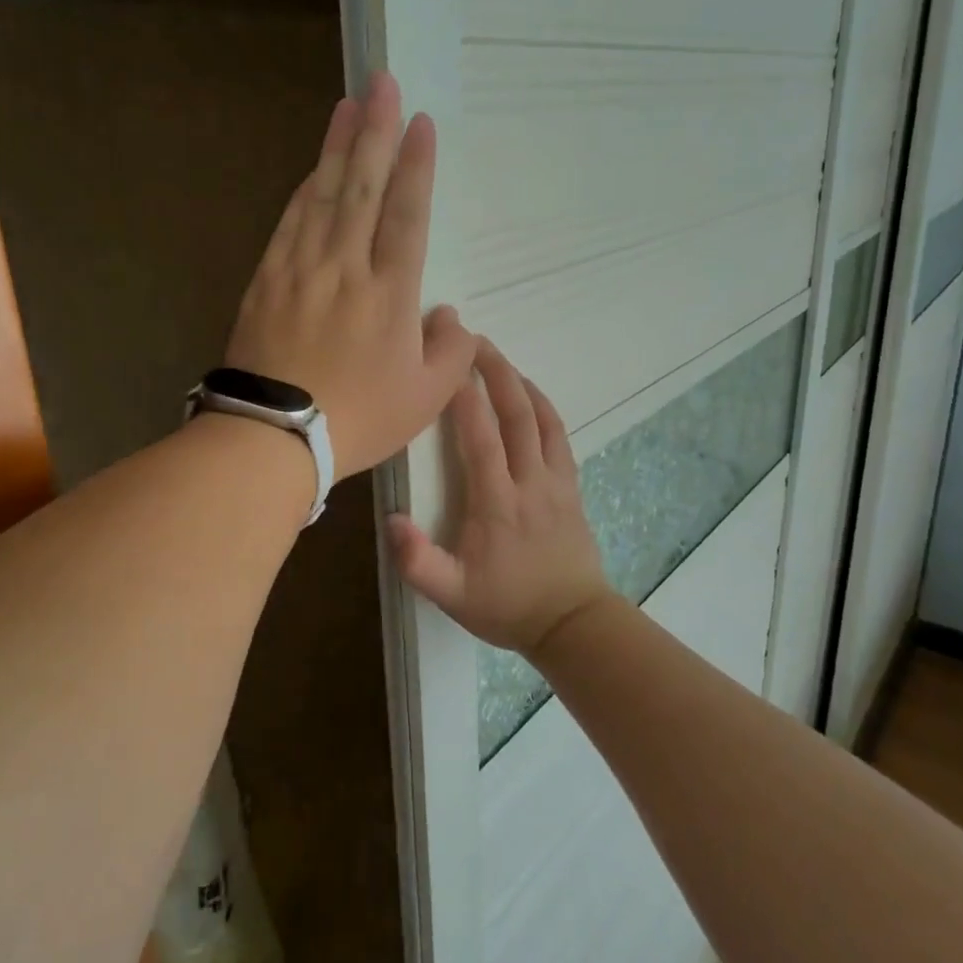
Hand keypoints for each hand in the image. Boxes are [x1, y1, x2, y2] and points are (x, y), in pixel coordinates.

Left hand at [226, 71, 476, 478]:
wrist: (274, 435)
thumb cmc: (359, 419)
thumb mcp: (425, 399)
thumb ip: (451, 354)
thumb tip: (451, 318)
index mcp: (390, 294)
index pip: (408, 215)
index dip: (417, 166)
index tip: (421, 123)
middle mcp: (347, 267)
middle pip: (364, 188)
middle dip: (376, 131)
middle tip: (382, 83)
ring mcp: (302, 269)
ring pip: (325, 195)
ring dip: (339, 147)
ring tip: (349, 105)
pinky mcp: (269, 279)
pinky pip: (291, 222)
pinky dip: (306, 190)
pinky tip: (315, 168)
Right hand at [388, 341, 614, 654]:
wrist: (572, 622)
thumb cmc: (507, 606)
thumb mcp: (452, 595)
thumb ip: (418, 561)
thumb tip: (390, 520)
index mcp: (497, 503)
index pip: (481, 438)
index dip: (464, 397)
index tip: (447, 363)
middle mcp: (529, 482)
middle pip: (516, 415)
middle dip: (495, 372)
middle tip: (474, 339)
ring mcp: (556, 481)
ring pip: (542, 419)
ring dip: (520, 382)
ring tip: (498, 357)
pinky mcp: (571, 486)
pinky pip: (559, 436)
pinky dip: (544, 407)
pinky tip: (532, 394)